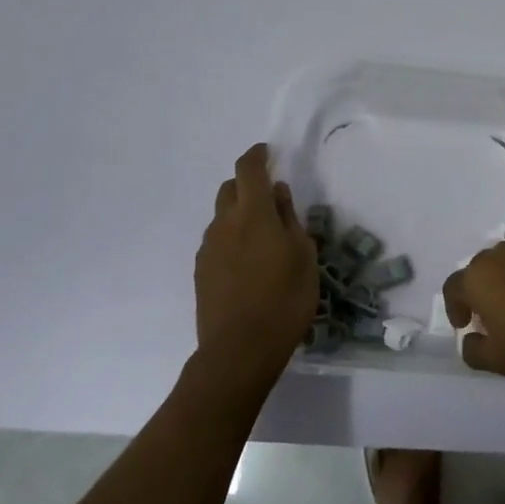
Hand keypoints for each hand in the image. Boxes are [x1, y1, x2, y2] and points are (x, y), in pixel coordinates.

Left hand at [193, 145, 317, 390]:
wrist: (239, 351)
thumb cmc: (284, 298)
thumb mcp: (303, 255)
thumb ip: (289, 218)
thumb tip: (278, 192)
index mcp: (253, 213)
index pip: (248, 170)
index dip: (257, 155)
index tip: (268, 152)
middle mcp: (224, 224)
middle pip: (230, 189)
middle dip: (247, 184)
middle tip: (270, 198)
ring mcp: (208, 248)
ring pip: (222, 217)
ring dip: (239, 214)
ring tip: (262, 237)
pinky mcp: (201, 272)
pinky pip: (217, 241)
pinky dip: (231, 238)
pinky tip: (248, 263)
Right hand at [442, 243, 504, 380]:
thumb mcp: (499, 360)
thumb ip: (473, 351)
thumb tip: (470, 339)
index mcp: (478, 277)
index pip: (453, 287)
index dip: (454, 308)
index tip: (465, 326)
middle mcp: (500, 256)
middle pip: (479, 270)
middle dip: (478, 292)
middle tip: (489, 318)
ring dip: (504, 283)